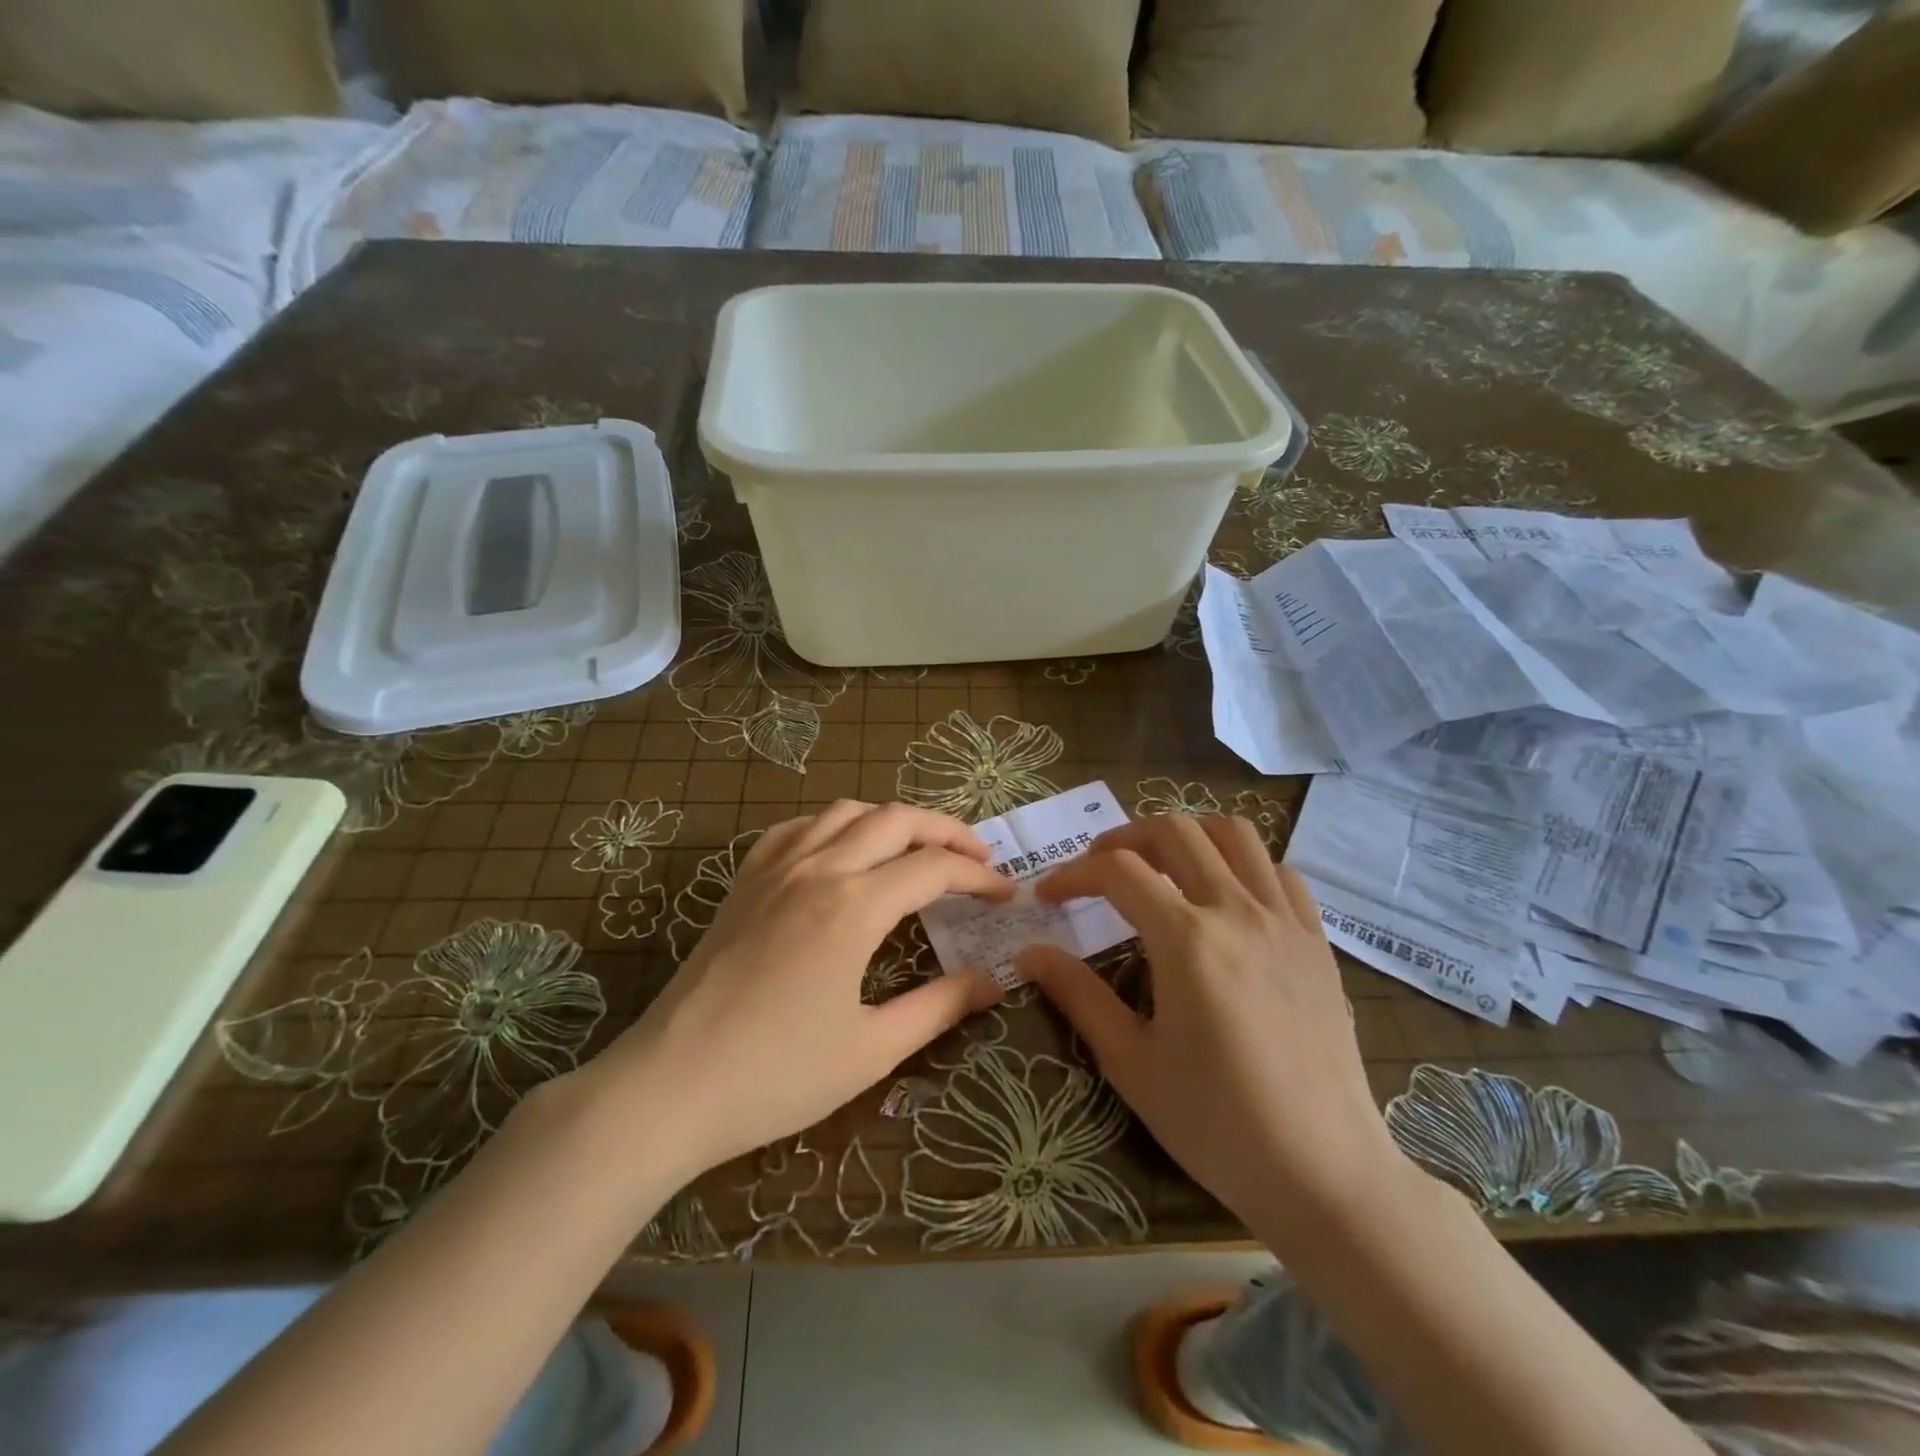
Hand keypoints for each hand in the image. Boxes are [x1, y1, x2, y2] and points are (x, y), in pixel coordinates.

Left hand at [581, 802, 1011, 1182]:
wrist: (669, 1086)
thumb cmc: (776, 1075)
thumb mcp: (872, 1049)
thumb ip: (939, 1006)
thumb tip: (993, 981)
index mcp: (854, 906)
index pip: (935, 869)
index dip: (979, 878)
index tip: (1006, 896)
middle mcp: (819, 868)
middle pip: (897, 820)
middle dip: (947, 830)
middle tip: (978, 858)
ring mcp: (776, 867)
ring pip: (847, 811)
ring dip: (894, 819)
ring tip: (919, 848)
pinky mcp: (745, 879)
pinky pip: (798, 827)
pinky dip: (836, 825)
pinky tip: (843, 850)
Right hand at [1017, 814, 1405, 1231]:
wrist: (1323, 1172)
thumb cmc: (1216, 1123)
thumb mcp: (1131, 1062)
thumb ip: (1078, 995)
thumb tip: (1029, 954)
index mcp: (1186, 939)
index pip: (1117, 872)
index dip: (1073, 874)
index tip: (1049, 895)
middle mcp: (1237, 911)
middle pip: (1175, 832)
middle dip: (1125, 838)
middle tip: (1100, 868)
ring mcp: (1285, 920)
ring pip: (1234, 834)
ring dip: (1189, 836)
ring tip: (1162, 866)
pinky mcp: (1317, 940)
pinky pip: (1280, 871)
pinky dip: (1244, 865)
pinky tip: (1226, 898)